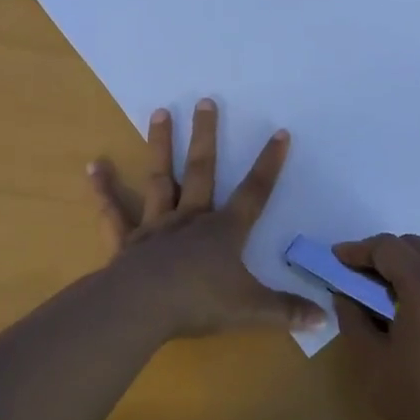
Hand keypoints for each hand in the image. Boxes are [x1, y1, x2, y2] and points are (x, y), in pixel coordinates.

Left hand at [86, 98, 325, 339]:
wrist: (142, 308)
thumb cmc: (200, 303)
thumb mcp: (252, 310)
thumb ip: (287, 311)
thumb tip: (326, 318)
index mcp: (224, 231)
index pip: (254, 193)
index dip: (269, 164)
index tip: (280, 132)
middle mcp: (191, 219)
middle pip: (201, 170)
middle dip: (206, 136)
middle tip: (204, 101)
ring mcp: (156, 227)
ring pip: (160, 178)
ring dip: (159, 145)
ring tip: (159, 112)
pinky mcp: (126, 242)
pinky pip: (114, 213)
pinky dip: (104, 190)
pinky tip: (93, 166)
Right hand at [332, 233, 419, 419]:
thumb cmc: (417, 404)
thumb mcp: (371, 362)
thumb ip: (353, 319)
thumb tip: (345, 296)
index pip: (388, 248)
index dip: (358, 251)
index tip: (336, 260)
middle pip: (415, 247)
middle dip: (383, 255)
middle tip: (356, 276)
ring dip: (407, 269)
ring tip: (382, 296)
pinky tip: (411, 314)